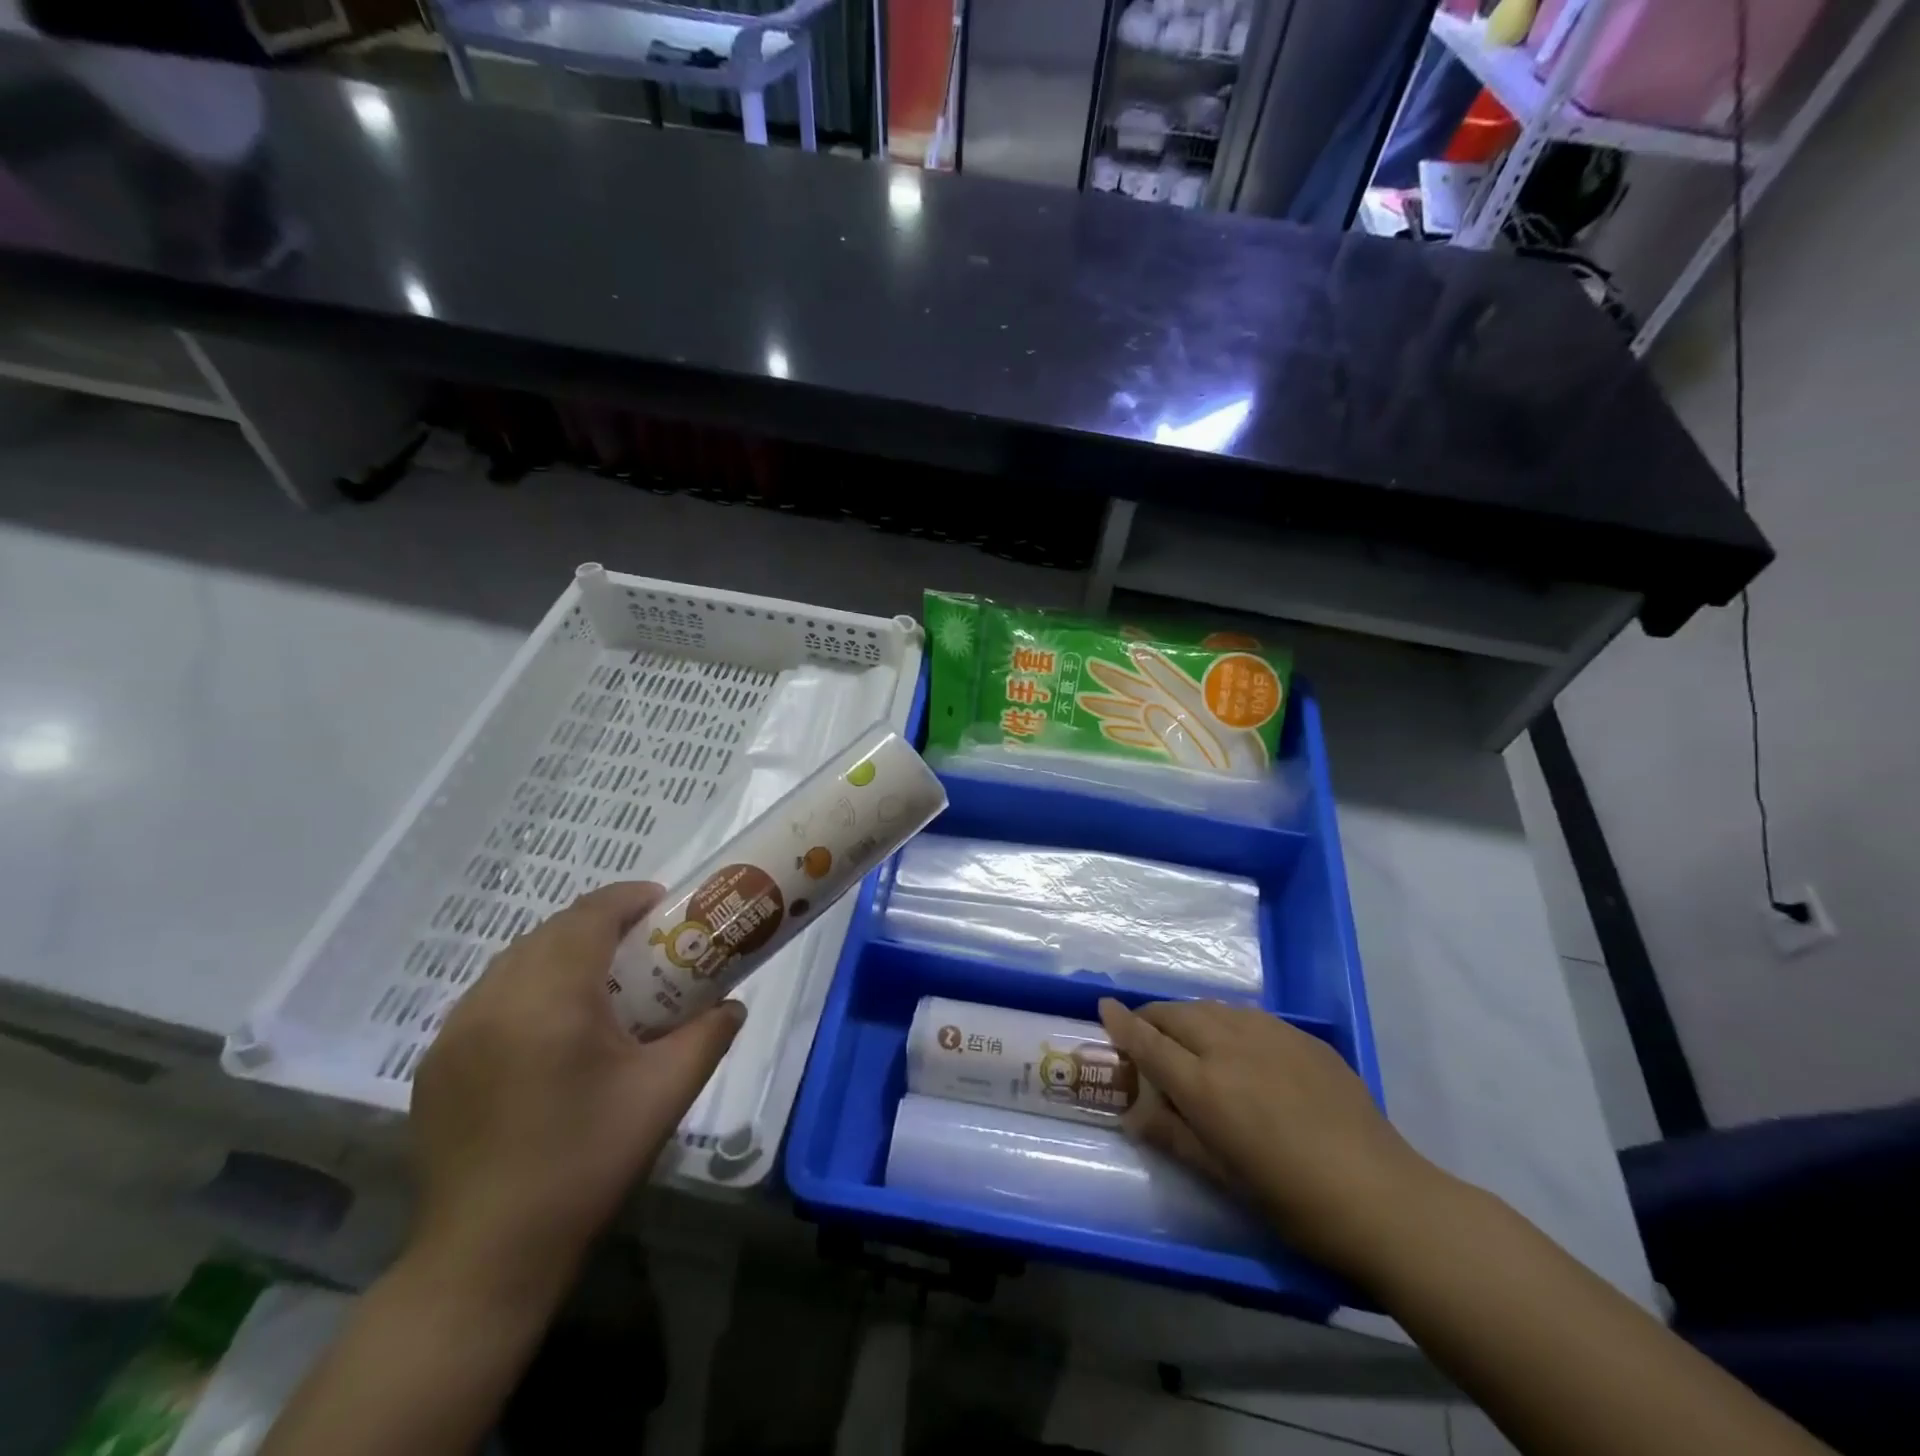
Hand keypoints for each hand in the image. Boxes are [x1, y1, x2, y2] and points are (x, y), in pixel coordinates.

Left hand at [409, 882, 742, 1300]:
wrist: (486, 1257)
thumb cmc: (586, 1163)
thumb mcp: (665, 1093)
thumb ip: (708, 1035)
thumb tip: (733, 1004)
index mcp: (549, 999)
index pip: (589, 916)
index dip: (629, 899)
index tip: (664, 906)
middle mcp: (493, 1000)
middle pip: (551, 931)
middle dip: (601, 924)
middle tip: (644, 947)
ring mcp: (455, 1032)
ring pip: (516, 960)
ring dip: (562, 953)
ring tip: (603, 983)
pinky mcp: (436, 1063)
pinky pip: (490, 996)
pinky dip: (528, 987)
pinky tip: (553, 1029)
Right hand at [1097, 998, 1438, 1278]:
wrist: (1383, 1198)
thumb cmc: (1292, 1200)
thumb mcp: (1222, 1176)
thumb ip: (1173, 1135)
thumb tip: (1133, 1114)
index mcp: (1204, 1086)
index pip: (1148, 1042)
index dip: (1122, 1023)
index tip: (1103, 1007)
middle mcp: (1230, 1046)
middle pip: (1177, 1014)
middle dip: (1153, 1018)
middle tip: (1146, 1034)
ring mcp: (1270, 1035)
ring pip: (1213, 1008)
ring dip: (1190, 1017)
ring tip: (1189, 1039)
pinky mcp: (1303, 1038)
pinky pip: (1250, 1017)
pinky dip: (1228, 1022)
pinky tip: (1240, 1048)